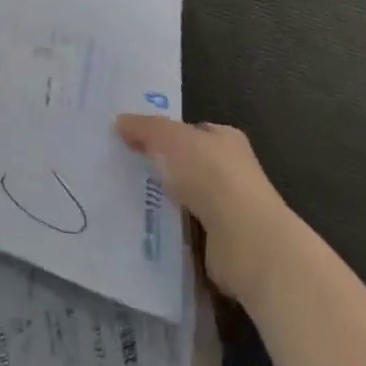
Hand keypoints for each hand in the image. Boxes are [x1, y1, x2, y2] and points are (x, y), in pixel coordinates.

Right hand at [116, 116, 288, 301]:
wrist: (245, 240)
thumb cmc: (211, 176)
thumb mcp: (169, 138)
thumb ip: (144, 128)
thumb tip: (119, 122)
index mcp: (225, 139)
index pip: (191, 131)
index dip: (163, 133)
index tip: (132, 141)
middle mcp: (231, 171)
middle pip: (187, 164)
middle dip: (160, 168)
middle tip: (123, 171)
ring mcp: (229, 209)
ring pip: (185, 198)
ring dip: (163, 202)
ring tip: (125, 201)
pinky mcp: (222, 243)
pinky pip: (187, 230)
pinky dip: (170, 230)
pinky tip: (145, 229)